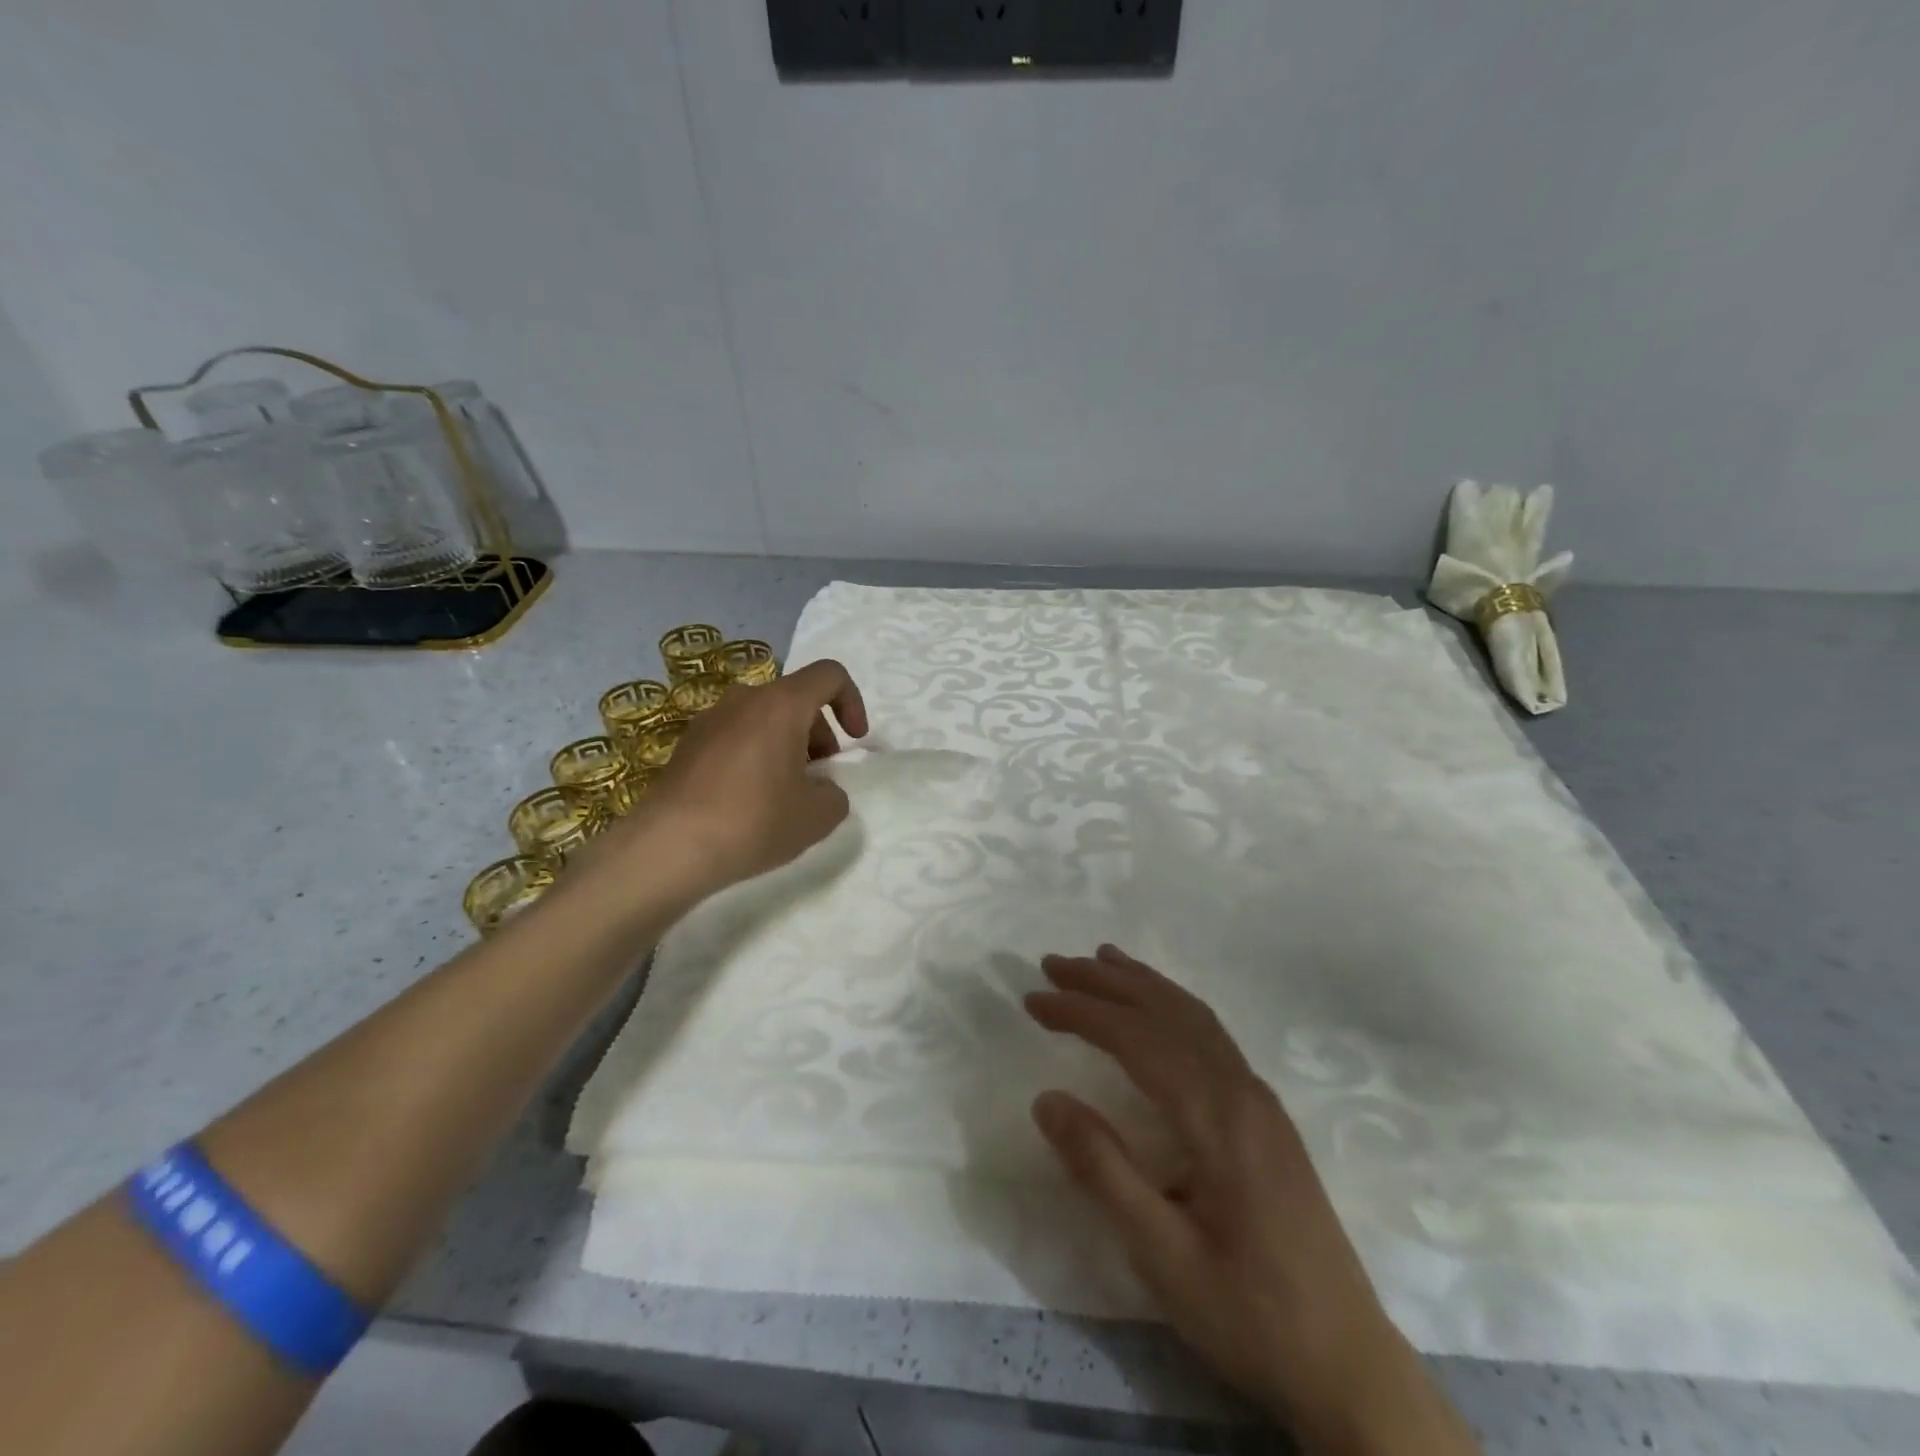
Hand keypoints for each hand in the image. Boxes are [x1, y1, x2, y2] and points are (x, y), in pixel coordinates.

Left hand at [636, 659, 868, 890]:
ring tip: (784, 794)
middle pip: (795, 699)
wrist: (669, 847)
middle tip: (818, 779)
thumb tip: (819, 789)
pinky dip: (755, 757)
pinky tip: (748, 802)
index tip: (855, 742)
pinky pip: (736, 737)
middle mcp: (744, 699)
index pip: (830, 675)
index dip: (853, 702)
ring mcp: (710, 719)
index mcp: (781, 704)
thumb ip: (834, 794)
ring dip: (786, 746)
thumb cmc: (754, 820)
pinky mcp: (687, 745)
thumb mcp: (818, 816)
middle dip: (819, 734)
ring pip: (764, 719)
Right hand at [1026, 946, 1477, 1454]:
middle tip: (1054, 964)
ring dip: (1142, 984)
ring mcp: (1260, 1099)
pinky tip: (1157, 1012)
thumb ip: (1102, 1169)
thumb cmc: (1248, 1313)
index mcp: (1217, 1116)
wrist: (1348, 1365)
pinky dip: (1172, 1006)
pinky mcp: (1266, 1116)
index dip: (1081, 1012)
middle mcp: (1242, 1090)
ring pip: (1195, 1016)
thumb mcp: (1161, 1254)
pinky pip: (1211, 1035)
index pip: (1137, 1038)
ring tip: (1101, 961)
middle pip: (1167, 1011)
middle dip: (1107, 982)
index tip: (1033, 1000)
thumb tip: (1046, 1098)